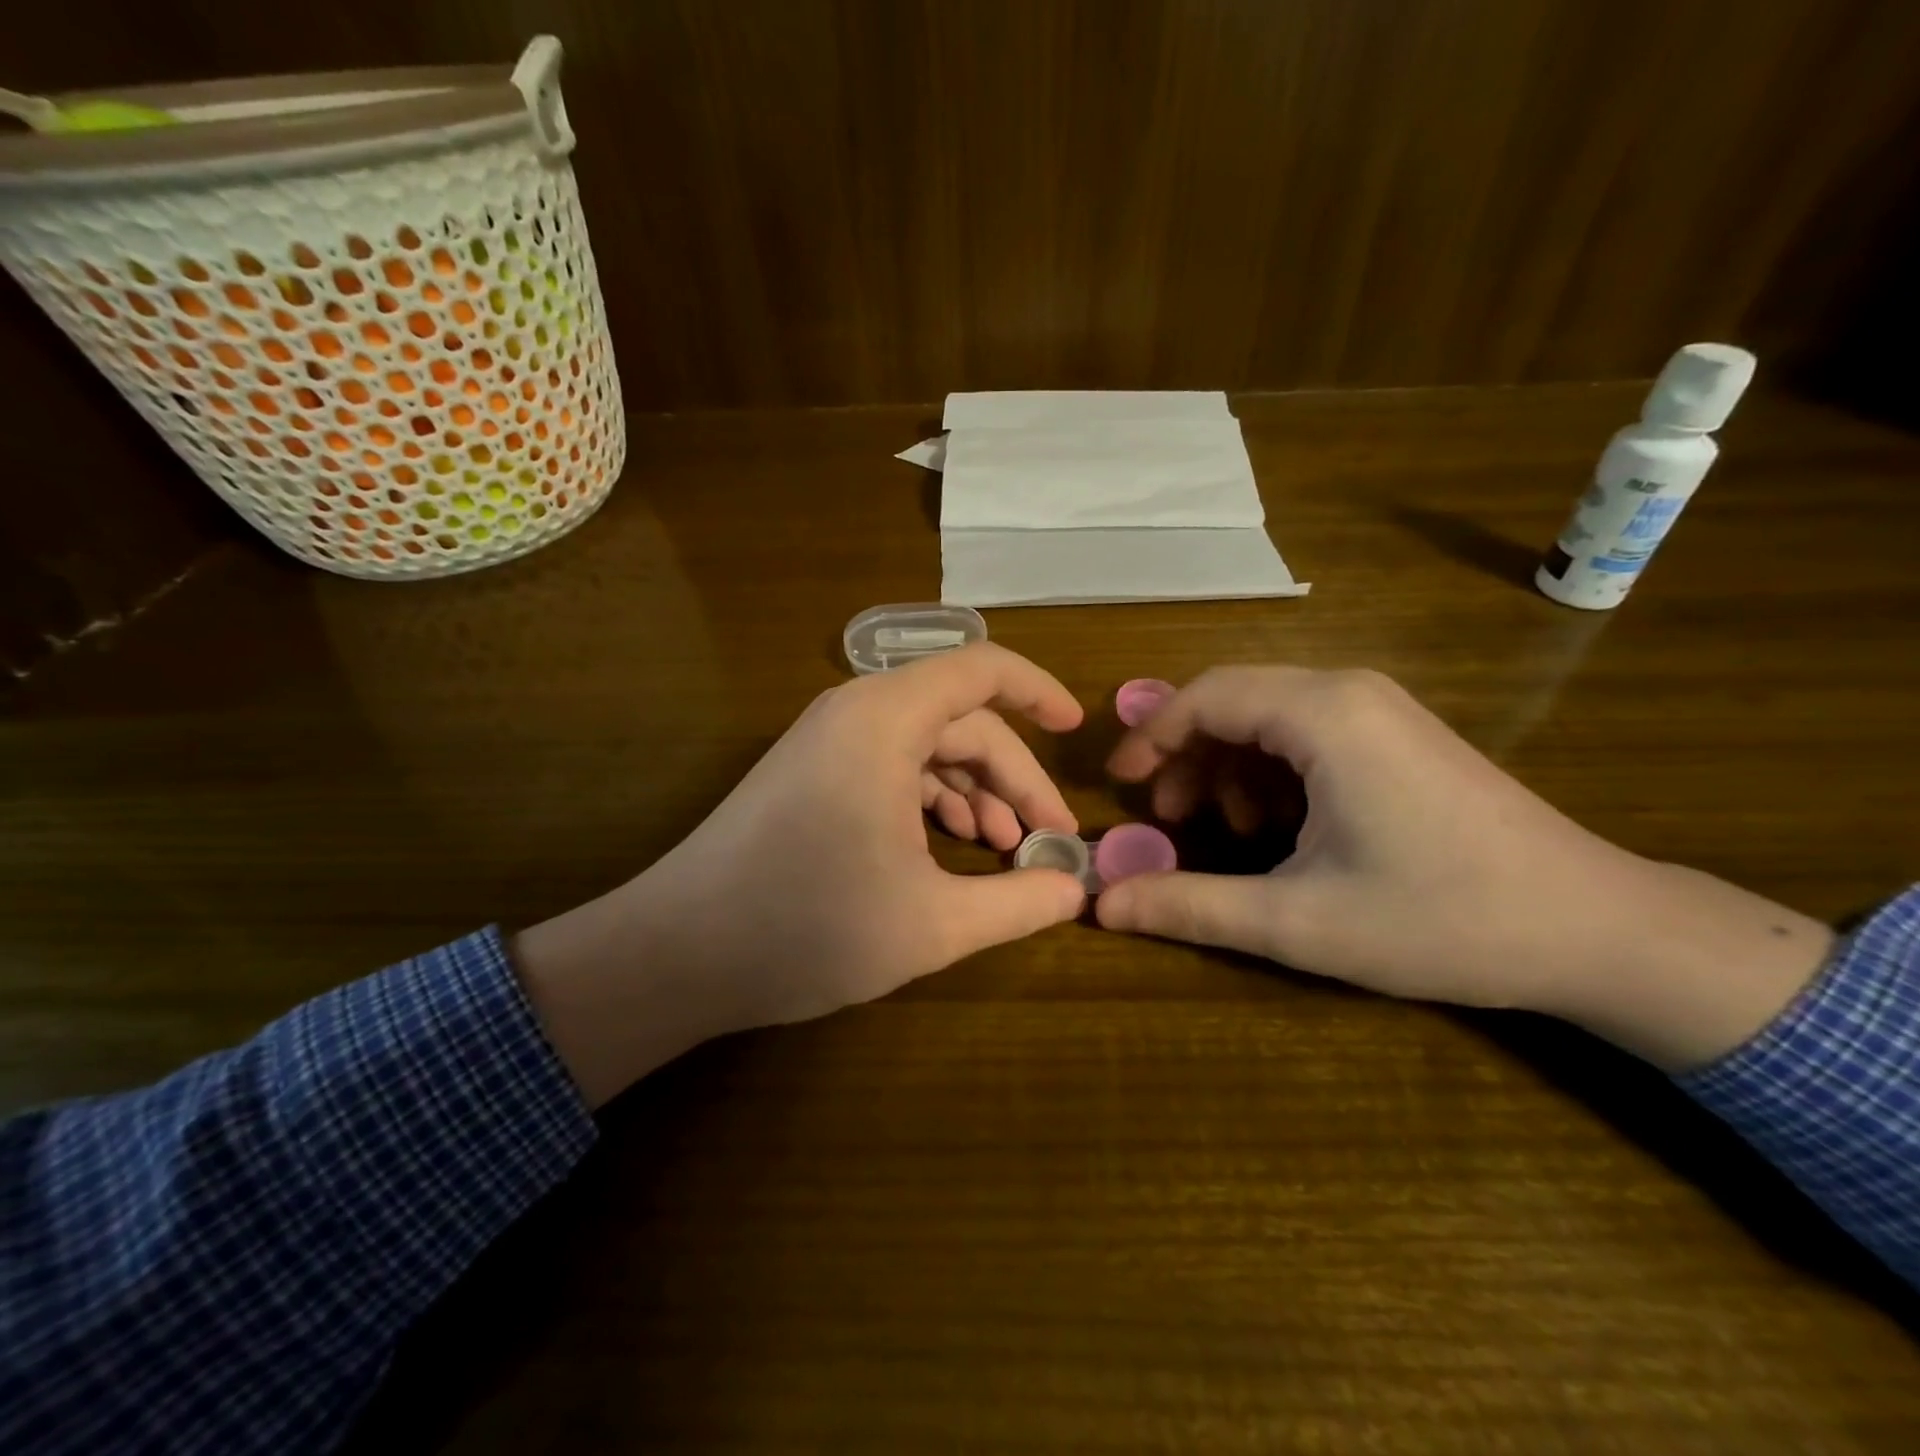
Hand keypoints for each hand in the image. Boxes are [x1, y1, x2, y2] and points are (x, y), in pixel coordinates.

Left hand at [512, 644, 1086, 1104]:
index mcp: (885, 720)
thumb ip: (1018, 903)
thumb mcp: (933, 923)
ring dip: (973, 792)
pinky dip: (931, 800)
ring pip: (926, 747)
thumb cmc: (807, 927)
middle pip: (961, 721)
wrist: (677, 953)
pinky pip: (890, 766)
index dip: (1038, 692)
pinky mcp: (810, 774)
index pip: (982, 670)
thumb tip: (1074, 888)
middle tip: (1046, 839)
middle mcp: (855, 713)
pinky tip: (947, 848)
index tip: (1076, 730)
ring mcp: (827, 743)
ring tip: (1001, 849)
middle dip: (1013, 777)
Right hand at [1096, 665, 1834, 1069]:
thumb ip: (1190, 906)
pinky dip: (1271, 773)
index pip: (1205, 696)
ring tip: (1224, 833)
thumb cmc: (1442, 919)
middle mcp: (1349, 691)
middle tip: (1165, 817)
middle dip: (1186, 755)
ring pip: (1268, 716)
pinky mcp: (1399, 736)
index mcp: (1323, 714)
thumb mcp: (1299, 922)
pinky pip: (1307, 734)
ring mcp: (1381, 710)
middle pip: (1233, 700)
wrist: (1601, 931)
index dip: (1149, 737)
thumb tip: (1101, 907)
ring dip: (1228, 767)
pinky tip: (1278, 830)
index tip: (1116, 785)